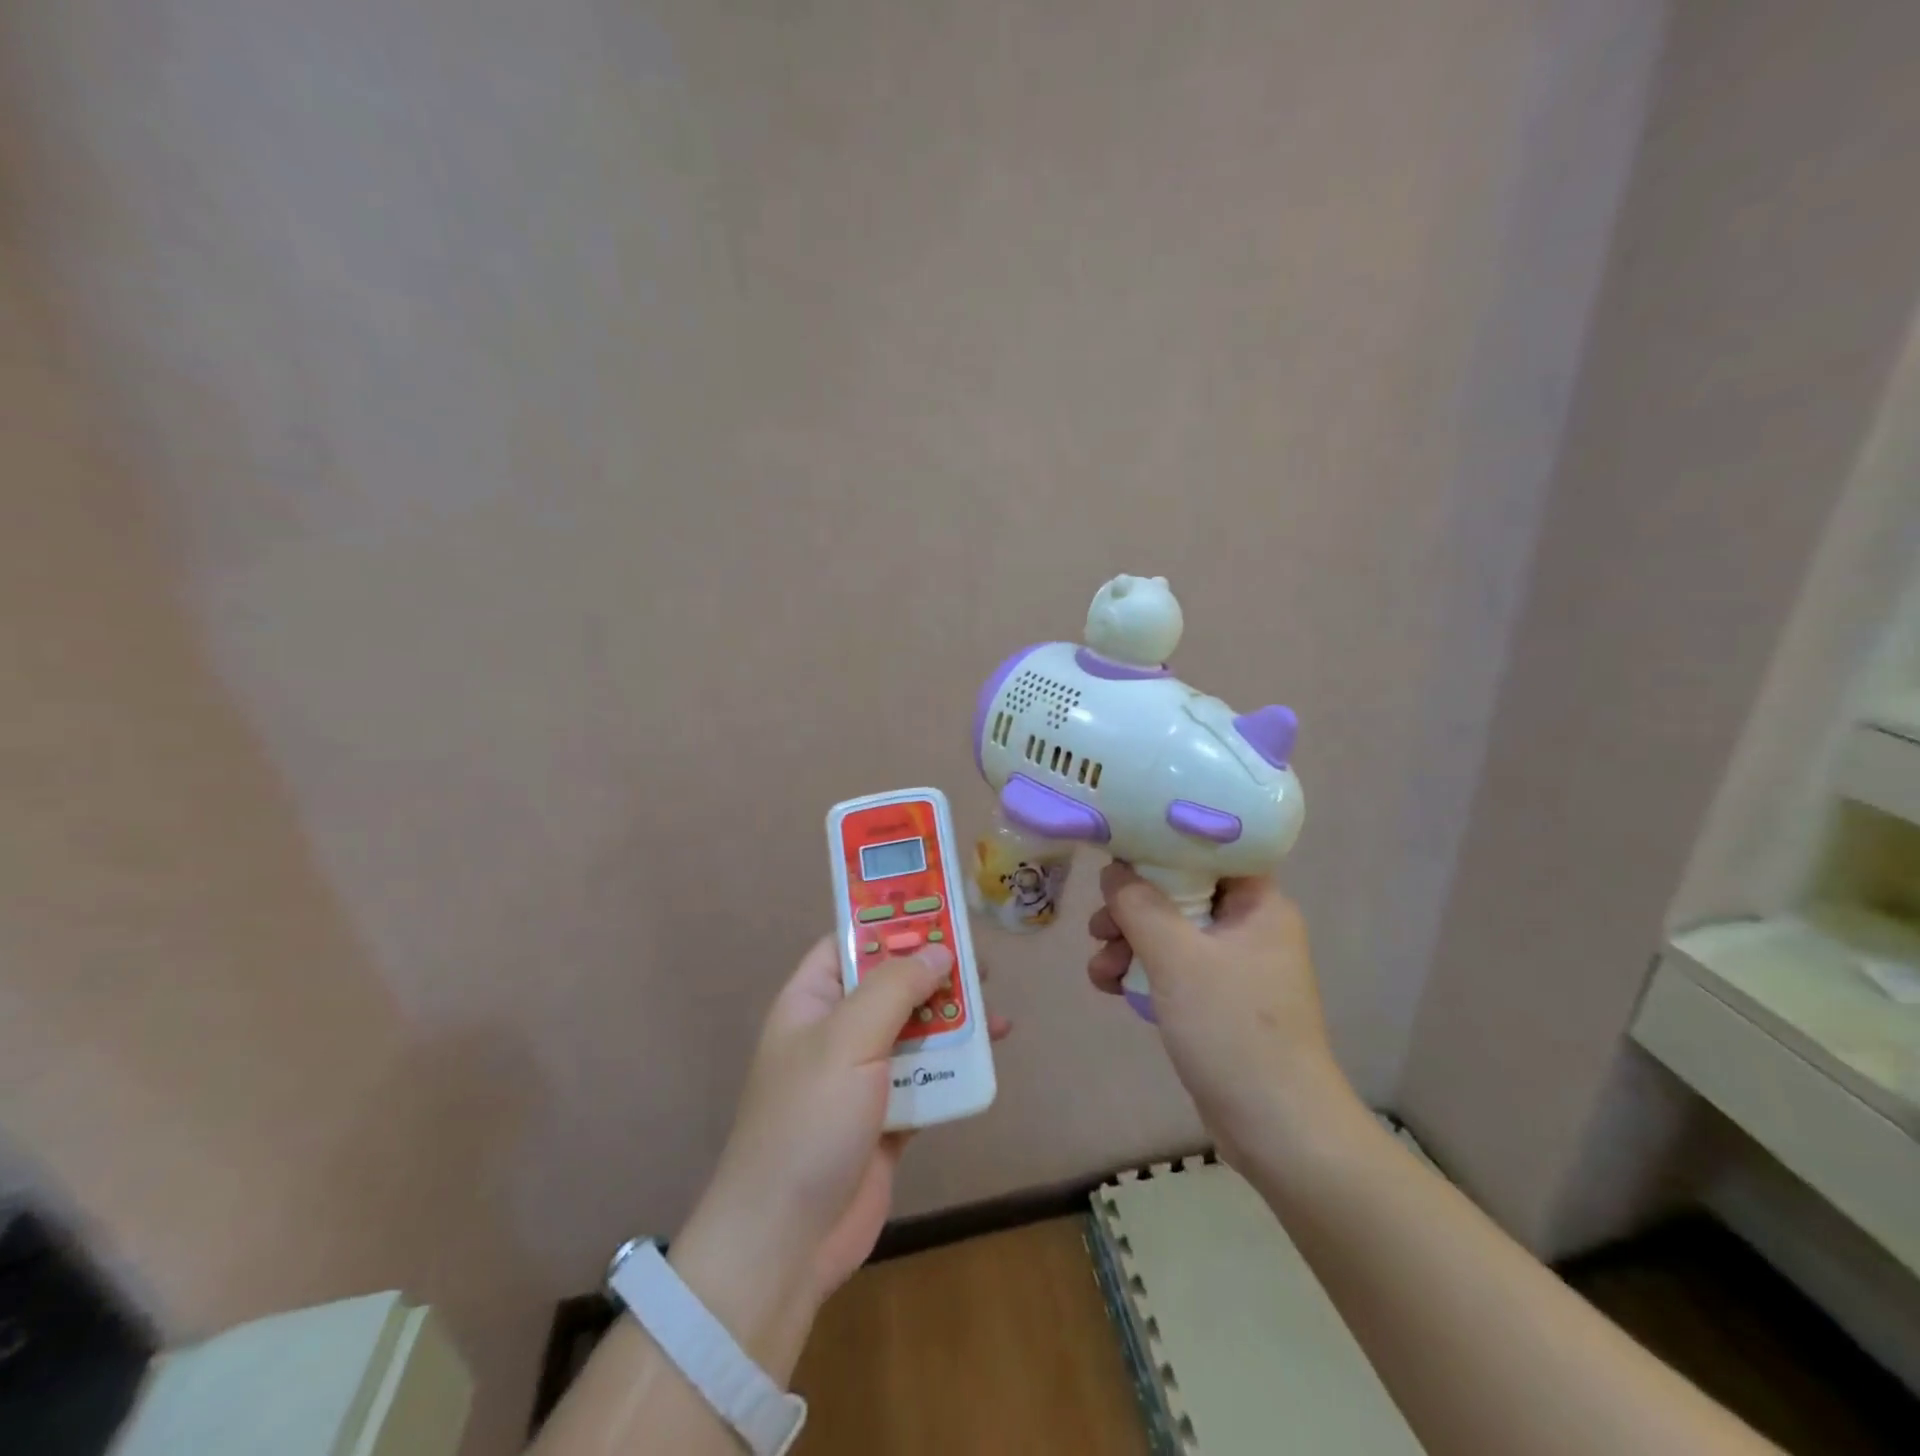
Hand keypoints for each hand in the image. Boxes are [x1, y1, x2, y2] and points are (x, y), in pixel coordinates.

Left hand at [669, 937, 1010, 1377]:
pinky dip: (956, 1066)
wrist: (786, 1241)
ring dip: (954, 1021)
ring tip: (997, 1012)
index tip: (942, 913)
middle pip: (892, 985)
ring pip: (916, 1031)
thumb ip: (896, 987)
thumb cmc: (809, 1120)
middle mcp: (837, 1031)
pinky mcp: (888, 1117)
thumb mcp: (848, 1038)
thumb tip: (939, 951)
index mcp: (812, 1000)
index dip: (893, 923)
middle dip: (935, 974)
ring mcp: (862, 1076)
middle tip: (982, 966)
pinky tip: (990, 1056)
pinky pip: (929, 1078)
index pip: (852, 942)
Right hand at [1087, 862, 1351, 1161]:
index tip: (1118, 854)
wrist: (1277, 1128)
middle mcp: (1250, 927)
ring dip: (1129, 944)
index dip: (1161, 846)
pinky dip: (1142, 972)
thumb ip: (1139, 905)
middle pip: (1180, 893)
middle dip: (1132, 909)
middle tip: (1099, 928)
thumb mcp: (1177, 958)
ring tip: (1100, 970)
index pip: (1208, 850)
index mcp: (1258, 904)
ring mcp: (1235, 966)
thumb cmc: (1232, 1028)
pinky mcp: (1219, 1000)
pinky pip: (1174, 968)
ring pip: (1171, 933)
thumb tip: (1114, 870)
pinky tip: (1110, 987)